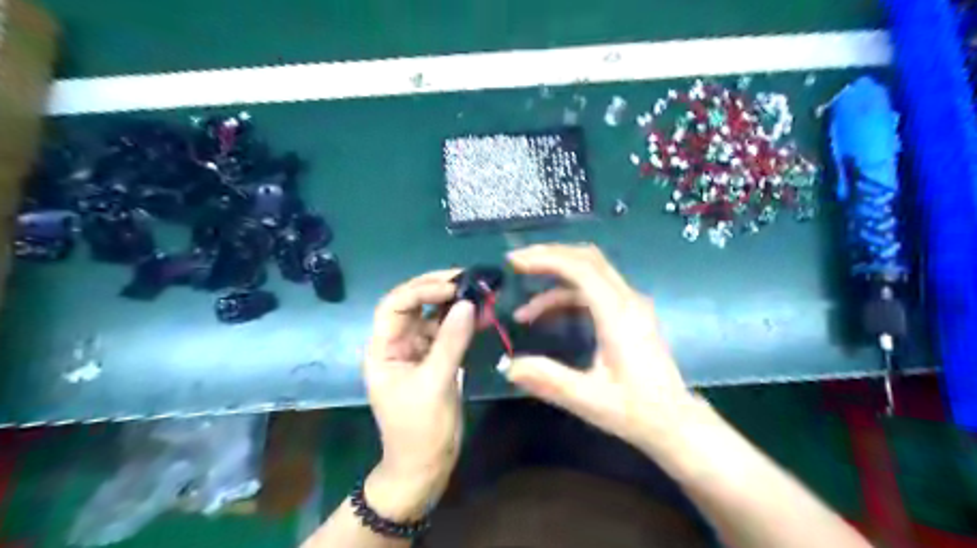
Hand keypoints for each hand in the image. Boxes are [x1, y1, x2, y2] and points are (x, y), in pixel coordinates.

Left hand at [361, 271, 477, 518]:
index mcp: (383, 348)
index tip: (453, 287)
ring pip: (434, 316)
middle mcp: (398, 343)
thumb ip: (451, 342)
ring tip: (481, 291)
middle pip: (414, 304)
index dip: (421, 290)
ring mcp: (418, 350)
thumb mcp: (435, 383)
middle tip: (468, 278)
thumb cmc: (420, 429)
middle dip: (438, 289)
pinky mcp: (436, 358)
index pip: (395, 305)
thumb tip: (467, 304)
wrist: (427, 465)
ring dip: (456, 303)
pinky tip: (483, 314)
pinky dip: (464, 322)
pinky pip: (449, 332)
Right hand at [499, 247, 697, 454]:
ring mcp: (630, 303)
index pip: (580, 269)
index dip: (546, 259)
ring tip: (524, 308)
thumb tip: (507, 366)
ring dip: (555, 278)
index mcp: (618, 314)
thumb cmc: (635, 410)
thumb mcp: (589, 399)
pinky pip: (594, 289)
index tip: (515, 262)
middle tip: (516, 263)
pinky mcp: (629, 312)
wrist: (674, 421)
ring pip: (591, 270)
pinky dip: (566, 294)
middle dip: (549, 255)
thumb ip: (548, 379)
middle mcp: (627, 300)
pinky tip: (546, 315)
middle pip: (587, 258)